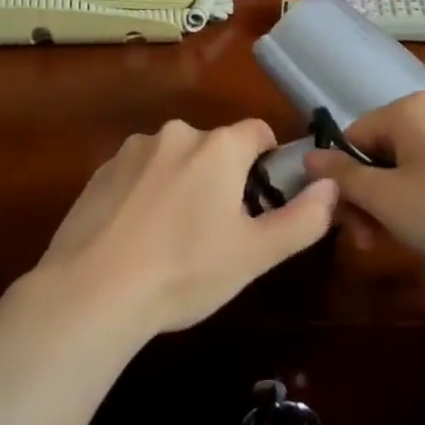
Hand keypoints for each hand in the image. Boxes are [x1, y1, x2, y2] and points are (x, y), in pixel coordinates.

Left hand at [37, 118, 338, 337]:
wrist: (92, 292)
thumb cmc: (185, 270)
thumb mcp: (256, 254)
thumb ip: (303, 218)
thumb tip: (332, 186)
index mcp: (218, 146)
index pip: (259, 132)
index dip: (268, 162)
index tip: (261, 201)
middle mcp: (176, 134)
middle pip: (215, 147)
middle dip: (223, 178)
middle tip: (218, 230)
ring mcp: (132, 150)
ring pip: (175, 159)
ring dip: (183, 183)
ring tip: (173, 238)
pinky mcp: (100, 171)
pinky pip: (139, 173)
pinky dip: (147, 193)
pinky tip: (138, 236)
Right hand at [302, 91, 424, 276]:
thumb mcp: (387, 199)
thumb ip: (343, 177)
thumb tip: (307, 157)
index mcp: (406, 111)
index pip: (350, 138)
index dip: (341, 181)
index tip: (347, 223)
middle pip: (375, 154)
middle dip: (365, 198)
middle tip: (369, 241)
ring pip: (401, 171)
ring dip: (388, 207)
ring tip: (396, 243)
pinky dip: (418, 205)